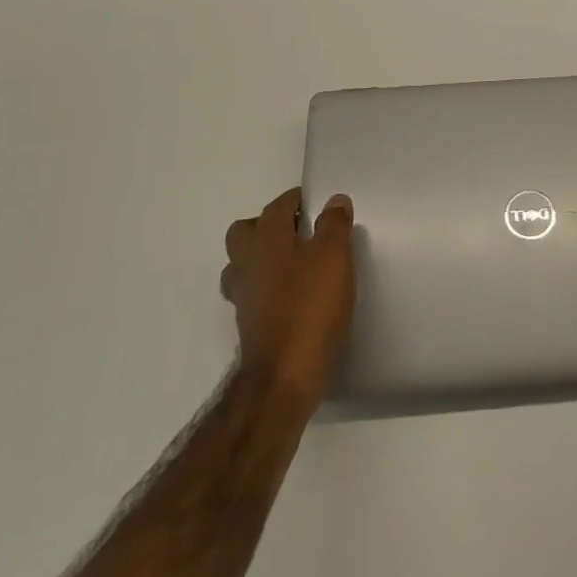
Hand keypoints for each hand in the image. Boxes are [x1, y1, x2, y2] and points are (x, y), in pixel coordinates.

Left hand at [221, 188, 356, 402]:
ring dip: (263, 258)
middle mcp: (246, 263)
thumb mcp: (334, 257)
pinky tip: (293, 296)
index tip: (316, 203)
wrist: (285, 376)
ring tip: (295, 263)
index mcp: (265, 239)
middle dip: (267, 225)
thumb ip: (334, 224)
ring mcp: (243, 296)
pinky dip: (267, 288)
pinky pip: (253, 293)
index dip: (296, 200)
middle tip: (300, 231)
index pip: (277, 206)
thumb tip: (334, 200)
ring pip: (243, 264)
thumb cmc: (310, 306)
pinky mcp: (249, 324)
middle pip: (245, 232)